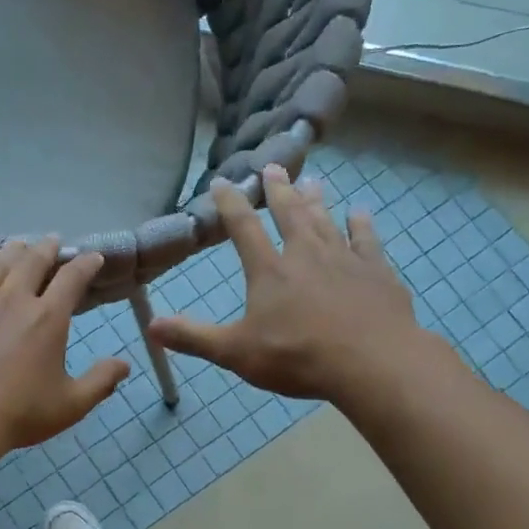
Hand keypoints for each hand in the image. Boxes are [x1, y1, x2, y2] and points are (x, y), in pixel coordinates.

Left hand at [0, 236, 129, 458]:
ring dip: (10, 251)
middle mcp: (13, 300)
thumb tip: (125, 364)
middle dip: (47, 248)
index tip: (93, 256)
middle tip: (53, 240)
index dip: (86, 264)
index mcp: (48, 318)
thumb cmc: (19, 413)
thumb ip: (100, 381)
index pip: (72, 279)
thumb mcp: (71, 404)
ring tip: (17, 244)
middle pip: (32, 262)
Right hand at [148, 165, 428, 404]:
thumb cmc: (298, 357)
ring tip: (312, 180)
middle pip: (289, 213)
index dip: (230, 203)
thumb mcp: (236, 353)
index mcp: (270, 270)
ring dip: (316, 200)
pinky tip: (360, 214)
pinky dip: (361, 226)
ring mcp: (345, 260)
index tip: (221, 180)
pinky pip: (367, 241)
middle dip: (278, 189)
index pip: (243, 227)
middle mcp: (306, 254)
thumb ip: (194, 338)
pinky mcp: (377, 272)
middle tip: (273, 166)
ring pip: (326, 221)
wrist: (371, 363)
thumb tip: (151, 327)